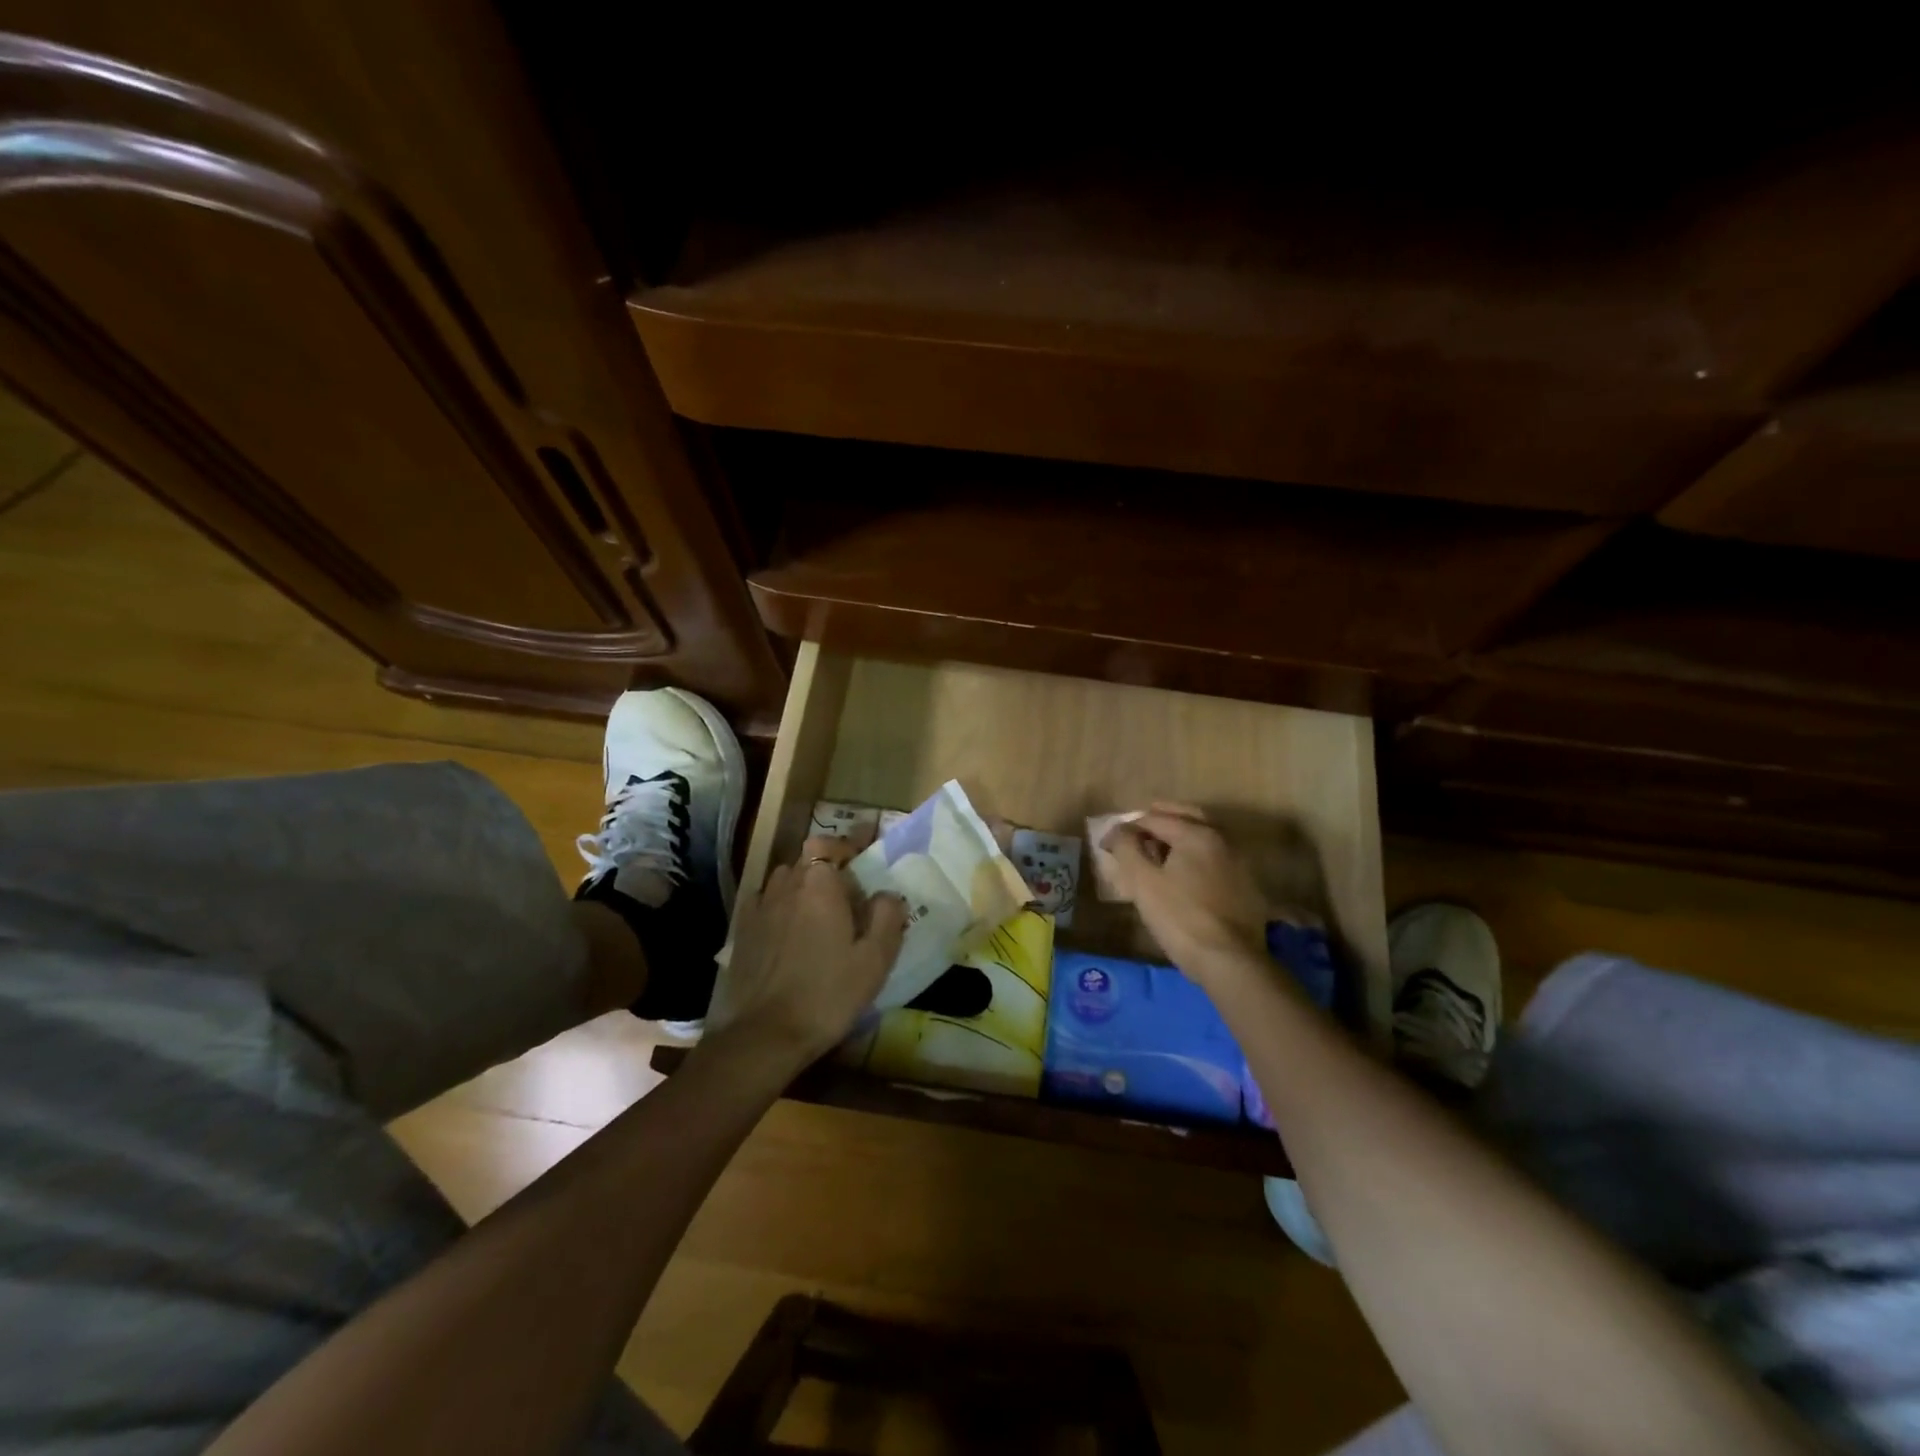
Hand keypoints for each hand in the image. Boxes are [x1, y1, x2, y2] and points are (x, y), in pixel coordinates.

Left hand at [710, 831, 907, 1067]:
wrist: (765, 1035)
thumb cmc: (828, 993)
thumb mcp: (875, 959)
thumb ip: (888, 916)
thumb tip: (887, 894)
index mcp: (820, 883)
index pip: (834, 844)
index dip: (851, 843)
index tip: (868, 845)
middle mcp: (787, 883)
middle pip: (809, 859)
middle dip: (830, 867)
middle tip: (850, 892)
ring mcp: (760, 905)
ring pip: (786, 878)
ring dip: (804, 884)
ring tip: (819, 909)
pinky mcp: (743, 929)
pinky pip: (767, 901)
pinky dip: (781, 904)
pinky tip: (788, 926)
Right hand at [1102, 803, 1269, 984]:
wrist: (1229, 961)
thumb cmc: (1180, 917)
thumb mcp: (1142, 882)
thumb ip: (1126, 848)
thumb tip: (1117, 830)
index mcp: (1196, 833)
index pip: (1154, 818)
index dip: (1126, 828)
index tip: (1107, 844)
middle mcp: (1222, 839)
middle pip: (1186, 817)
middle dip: (1159, 819)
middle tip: (1137, 829)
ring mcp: (1239, 862)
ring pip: (1203, 837)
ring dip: (1179, 836)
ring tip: (1157, 851)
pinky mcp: (1246, 886)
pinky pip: (1215, 859)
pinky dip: (1195, 856)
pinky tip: (1184, 874)